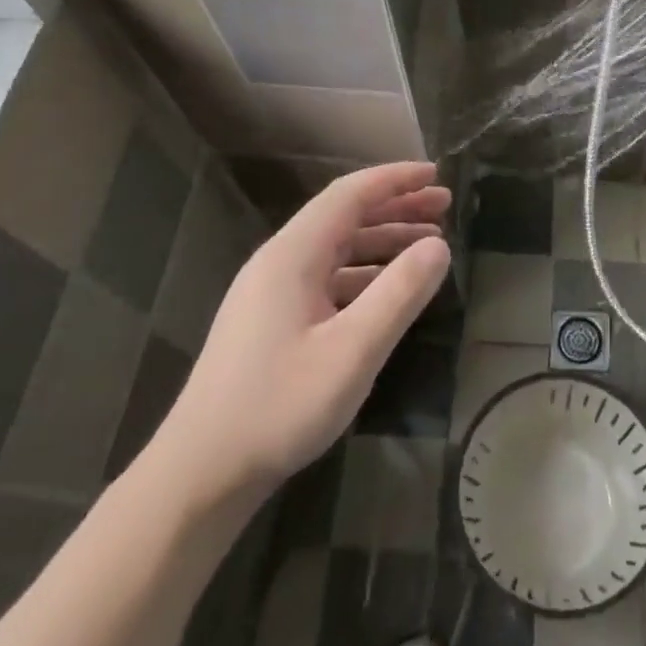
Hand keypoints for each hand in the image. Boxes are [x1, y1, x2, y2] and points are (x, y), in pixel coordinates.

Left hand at [141, 162, 451, 510]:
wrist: (202, 472)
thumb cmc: (279, 406)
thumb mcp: (352, 351)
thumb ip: (399, 294)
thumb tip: (440, 247)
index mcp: (292, 256)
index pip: (349, 195)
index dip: (395, 180)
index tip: (436, 174)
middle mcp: (279, 263)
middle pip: (344, 217)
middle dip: (396, 207)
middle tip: (443, 207)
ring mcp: (271, 293)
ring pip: (336, 249)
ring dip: (383, 241)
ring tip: (430, 246)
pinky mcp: (271, 321)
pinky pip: (327, 279)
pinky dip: (364, 274)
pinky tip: (389, 291)